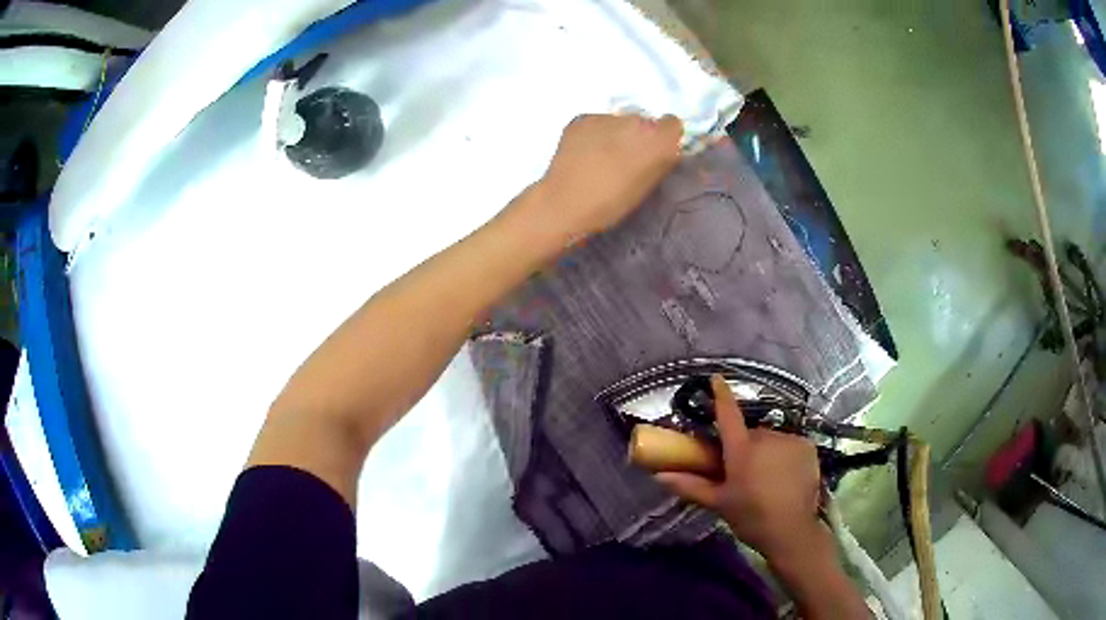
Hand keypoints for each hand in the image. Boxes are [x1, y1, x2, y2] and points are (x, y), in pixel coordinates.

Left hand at [530, 114, 682, 243]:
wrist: (566, 203)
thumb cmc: (612, 203)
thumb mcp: (648, 185)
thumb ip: (659, 161)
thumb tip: (659, 149)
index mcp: (659, 140)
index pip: (672, 123)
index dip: (663, 137)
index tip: (653, 151)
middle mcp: (637, 120)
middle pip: (643, 121)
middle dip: (637, 135)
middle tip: (624, 158)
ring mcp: (607, 117)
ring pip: (618, 121)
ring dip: (614, 134)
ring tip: (600, 158)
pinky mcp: (583, 118)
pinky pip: (596, 123)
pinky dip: (593, 134)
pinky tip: (584, 154)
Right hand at [655, 375, 827, 565]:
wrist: (792, 531)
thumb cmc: (751, 517)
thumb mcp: (719, 503)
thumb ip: (691, 485)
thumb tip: (659, 476)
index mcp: (741, 450)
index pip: (728, 414)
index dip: (721, 395)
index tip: (716, 378)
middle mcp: (766, 438)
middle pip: (751, 434)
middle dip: (746, 447)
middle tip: (743, 472)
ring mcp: (790, 440)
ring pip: (772, 440)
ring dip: (767, 452)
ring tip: (767, 478)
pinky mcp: (807, 446)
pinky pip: (789, 444)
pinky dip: (785, 455)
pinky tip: (786, 476)